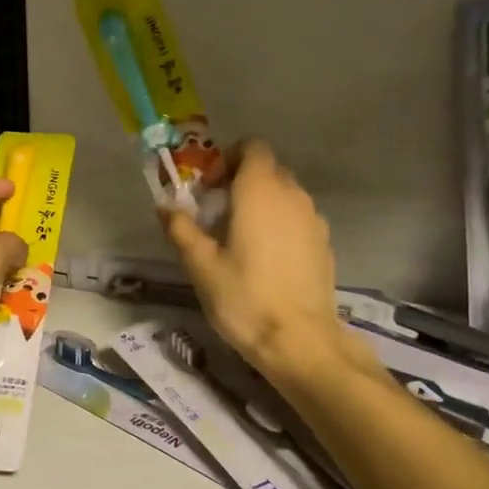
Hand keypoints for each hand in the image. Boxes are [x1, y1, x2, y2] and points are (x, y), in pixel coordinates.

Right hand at [162, 139, 370, 380]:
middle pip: (267, 169)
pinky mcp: (324, 244)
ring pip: (284, 194)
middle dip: (240, 182)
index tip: (209, 189)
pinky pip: (297, 218)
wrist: (299, 341)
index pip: (252, 146)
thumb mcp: (200, 264)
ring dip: (260, 204)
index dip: (227, 159)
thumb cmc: (243, 297)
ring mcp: (314, 219)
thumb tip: (165, 206)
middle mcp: (292, 195)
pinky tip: (265, 261)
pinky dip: (279, 225)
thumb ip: (181, 228)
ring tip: (239, 240)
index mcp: (260, 191)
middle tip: (216, 215)